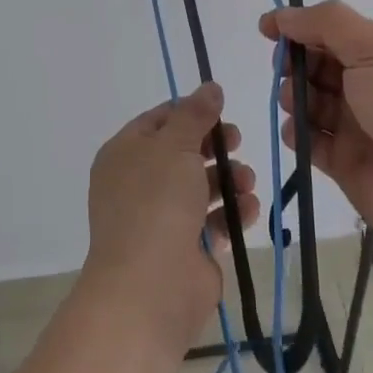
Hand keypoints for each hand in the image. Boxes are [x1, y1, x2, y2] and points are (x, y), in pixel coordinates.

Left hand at [84, 82, 260, 347]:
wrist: (150, 286)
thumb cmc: (157, 203)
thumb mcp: (175, 145)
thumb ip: (195, 114)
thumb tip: (210, 87)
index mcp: (124, 154)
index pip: (157, 121)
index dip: (189, 112)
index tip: (221, 109)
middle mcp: (138, 183)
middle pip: (182, 153)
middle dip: (215, 147)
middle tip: (238, 141)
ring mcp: (159, 218)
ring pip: (199, 187)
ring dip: (228, 180)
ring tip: (247, 182)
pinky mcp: (183, 249)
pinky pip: (210, 221)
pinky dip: (230, 213)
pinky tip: (248, 210)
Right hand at [261, 0, 372, 254]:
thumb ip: (327, 23)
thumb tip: (283, 14)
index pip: (334, 32)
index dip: (300, 28)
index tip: (267, 30)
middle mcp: (372, 87)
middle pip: (319, 67)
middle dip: (296, 63)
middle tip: (285, 69)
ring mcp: (359, 126)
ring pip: (311, 103)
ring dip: (294, 96)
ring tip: (293, 101)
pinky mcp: (346, 163)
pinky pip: (311, 141)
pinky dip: (298, 133)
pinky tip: (298, 132)